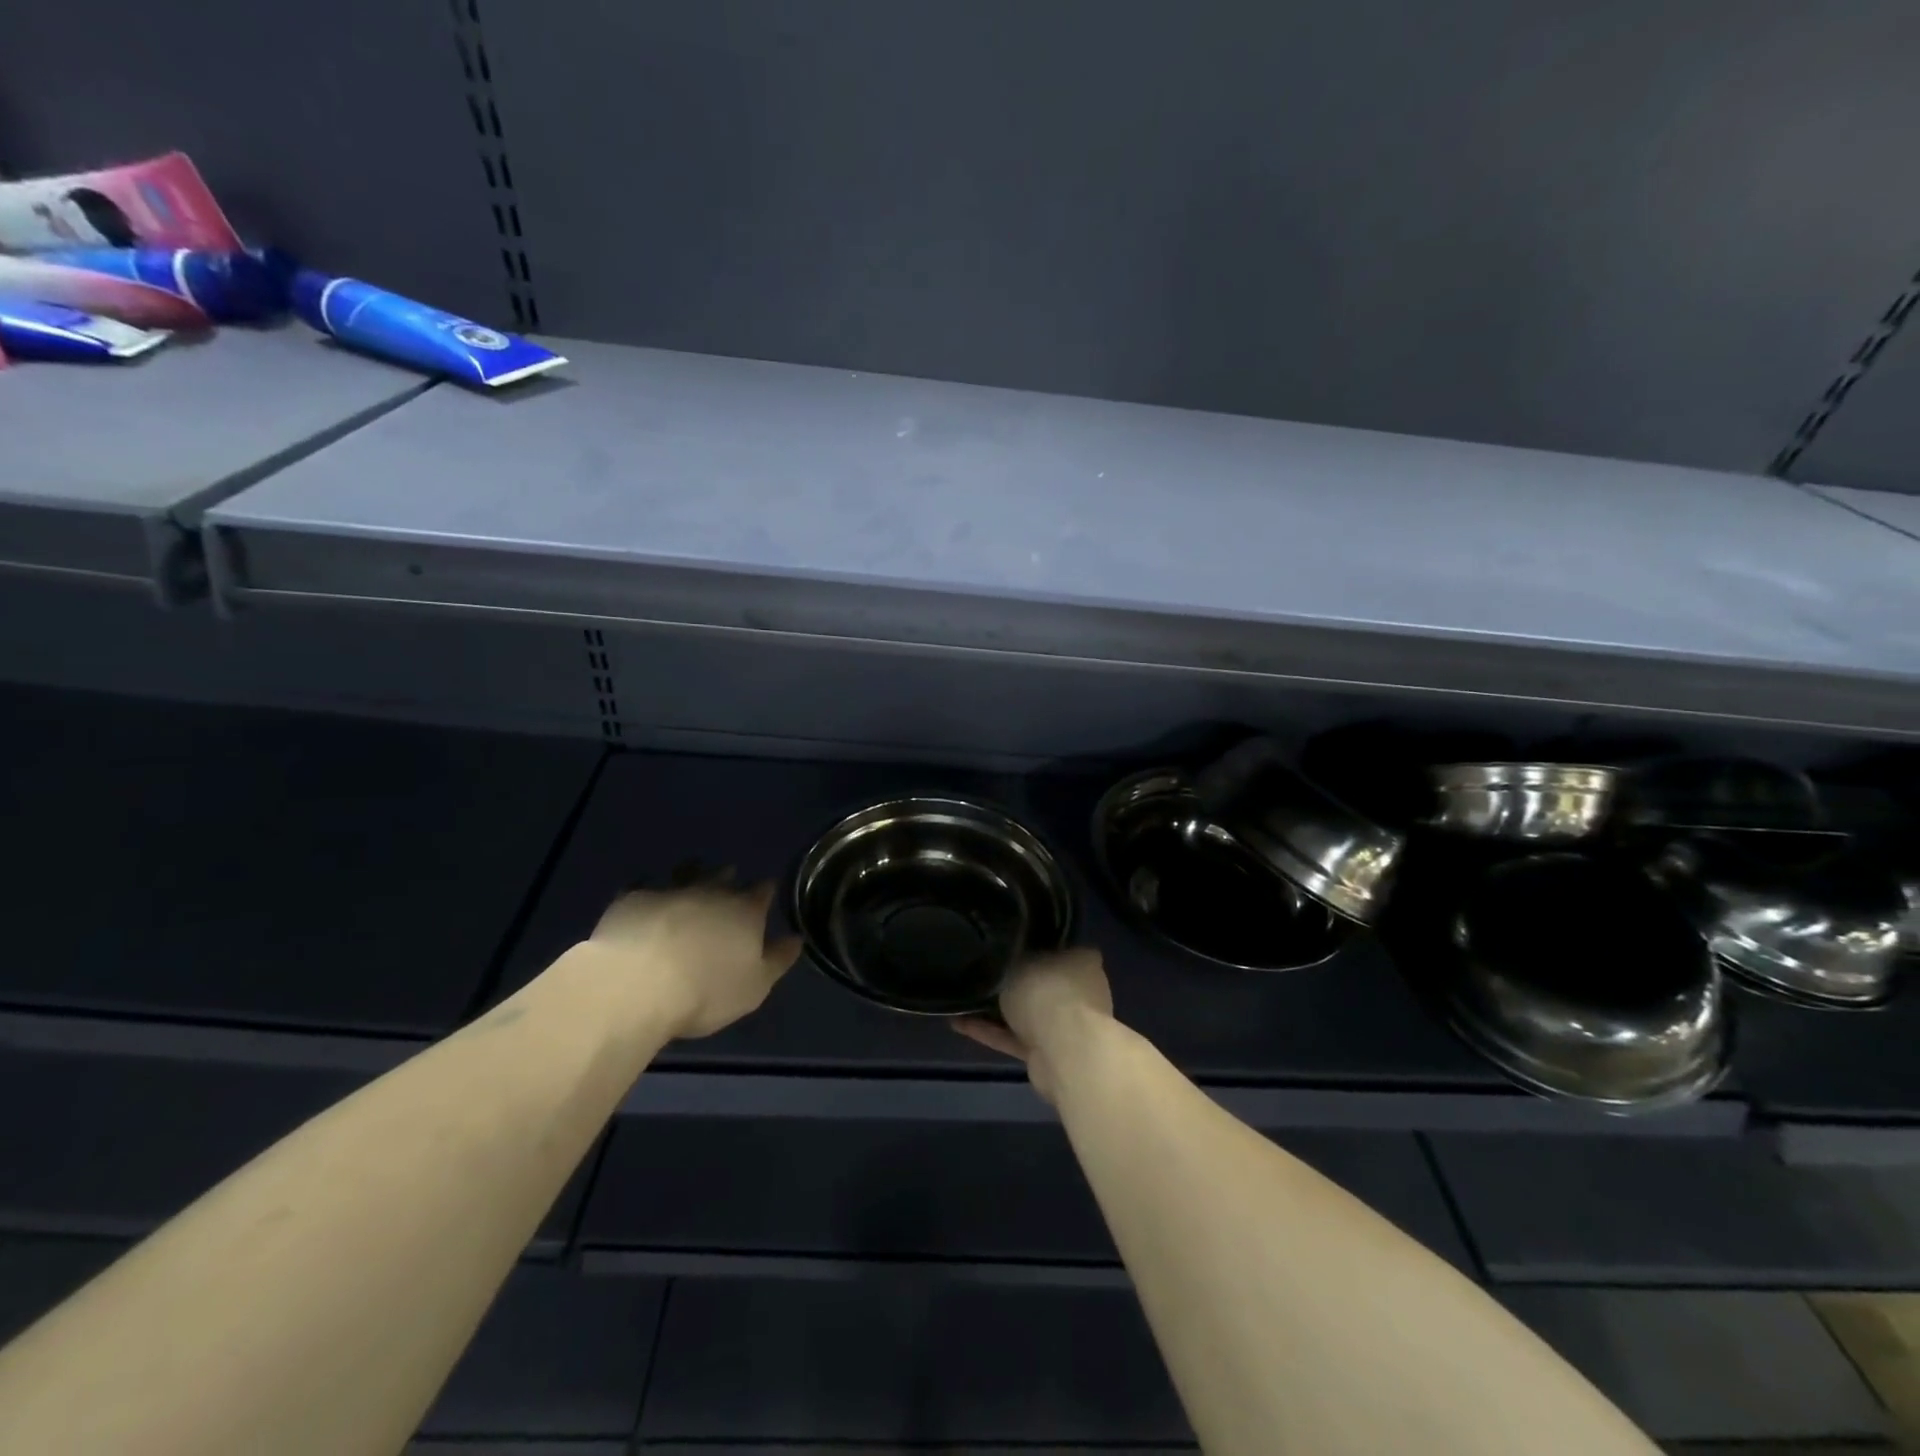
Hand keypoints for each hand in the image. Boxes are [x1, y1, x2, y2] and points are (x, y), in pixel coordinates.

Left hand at [587, 875, 802, 1039]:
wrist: (638, 984)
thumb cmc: (706, 991)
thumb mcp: (754, 987)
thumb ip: (777, 960)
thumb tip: (796, 938)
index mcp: (745, 911)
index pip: (763, 891)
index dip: (765, 891)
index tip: (766, 892)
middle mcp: (712, 892)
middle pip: (725, 876)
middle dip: (728, 878)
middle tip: (727, 881)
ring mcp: (671, 890)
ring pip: (686, 871)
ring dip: (691, 872)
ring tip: (690, 876)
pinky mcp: (633, 898)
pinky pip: (644, 885)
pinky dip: (649, 889)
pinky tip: (645, 897)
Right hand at [953, 947, 1113, 1103]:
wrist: (1064, 1051)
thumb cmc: (1046, 991)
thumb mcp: (1020, 961)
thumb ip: (1012, 959)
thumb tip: (1007, 956)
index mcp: (1082, 960)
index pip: (1057, 948)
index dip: (1031, 946)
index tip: (1005, 946)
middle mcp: (1080, 991)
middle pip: (1041, 983)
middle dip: (1013, 983)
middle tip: (980, 973)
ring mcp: (1067, 1025)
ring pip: (1027, 1013)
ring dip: (996, 1011)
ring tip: (961, 999)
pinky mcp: (1049, 1053)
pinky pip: (1015, 1037)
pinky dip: (991, 1031)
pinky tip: (959, 1022)